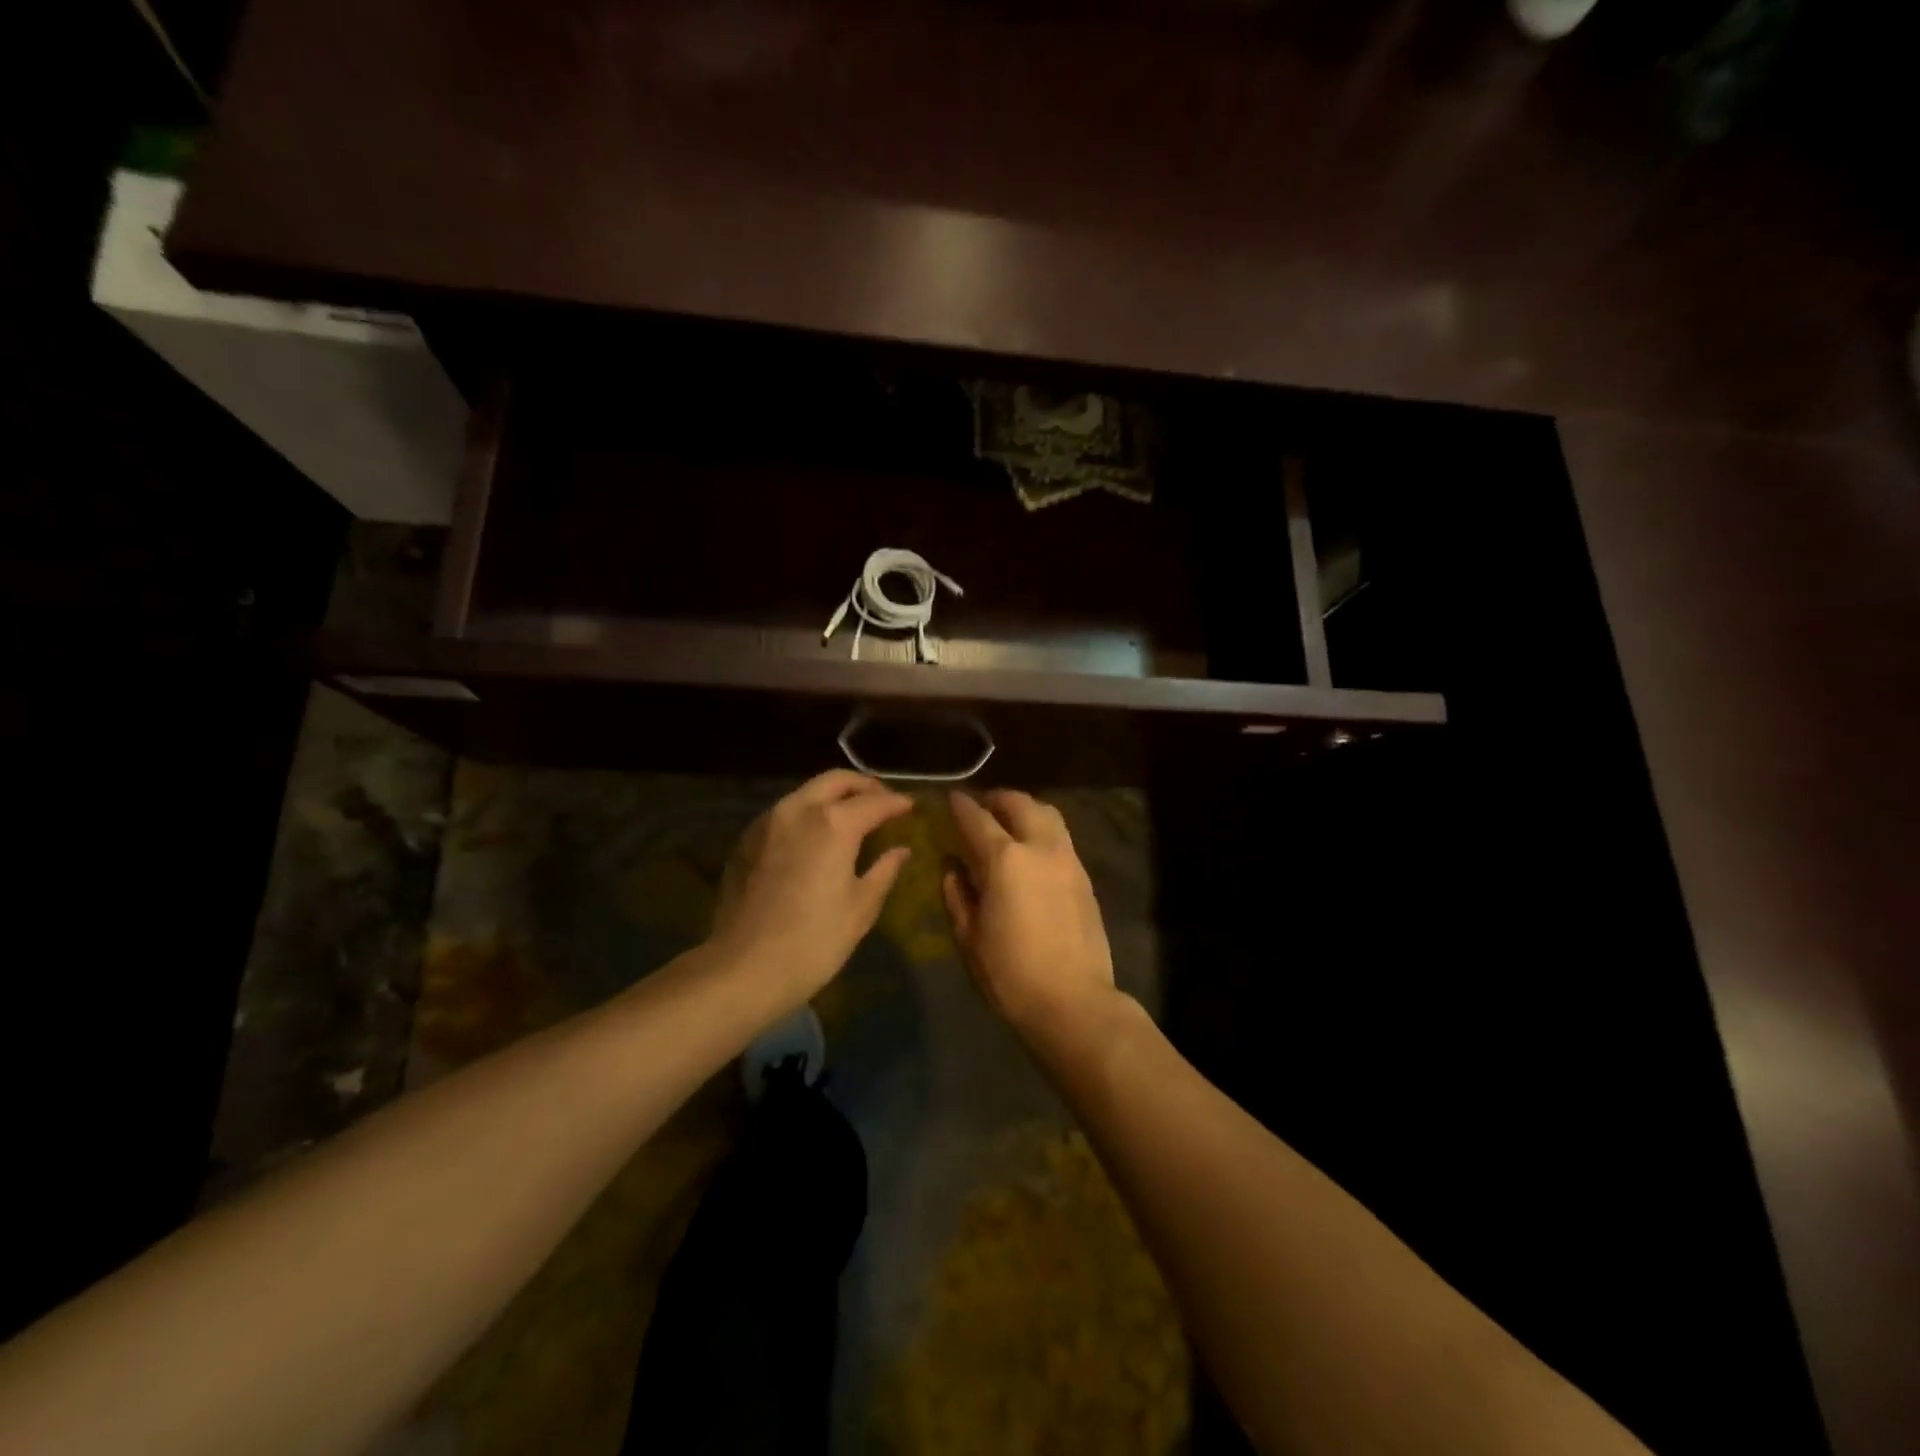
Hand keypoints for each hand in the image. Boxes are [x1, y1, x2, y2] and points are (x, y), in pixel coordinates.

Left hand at [710, 770, 913, 1011]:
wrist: (744, 968)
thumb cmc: (815, 941)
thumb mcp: (861, 907)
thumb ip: (884, 870)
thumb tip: (900, 850)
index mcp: (834, 824)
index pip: (875, 802)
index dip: (896, 803)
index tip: (910, 807)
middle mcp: (799, 810)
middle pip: (836, 781)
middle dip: (863, 786)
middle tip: (881, 801)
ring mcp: (767, 822)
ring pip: (806, 792)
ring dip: (832, 797)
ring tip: (850, 816)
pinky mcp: (746, 840)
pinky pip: (784, 813)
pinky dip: (807, 814)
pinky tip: (815, 838)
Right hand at [942, 789, 1116, 1037]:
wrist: (1073, 1002)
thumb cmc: (1011, 974)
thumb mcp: (969, 936)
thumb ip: (957, 893)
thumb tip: (951, 865)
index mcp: (1005, 860)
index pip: (977, 818)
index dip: (960, 806)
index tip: (950, 799)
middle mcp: (1040, 847)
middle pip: (1019, 803)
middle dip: (997, 799)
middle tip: (981, 807)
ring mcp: (1068, 859)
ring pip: (1047, 814)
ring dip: (1024, 810)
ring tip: (1008, 823)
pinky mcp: (1084, 876)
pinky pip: (1061, 837)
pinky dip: (1042, 830)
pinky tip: (1031, 851)